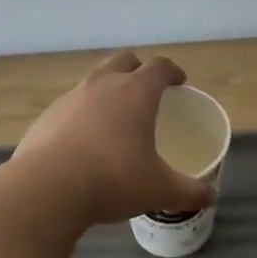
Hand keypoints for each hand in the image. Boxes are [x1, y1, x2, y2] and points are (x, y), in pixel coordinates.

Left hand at [15, 51, 214, 225]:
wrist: (46, 189)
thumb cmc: (113, 180)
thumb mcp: (159, 190)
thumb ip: (188, 191)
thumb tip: (210, 197)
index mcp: (136, 93)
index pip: (158, 67)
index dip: (172, 71)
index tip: (179, 81)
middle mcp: (103, 85)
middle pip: (124, 60)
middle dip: (138, 68)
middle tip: (148, 88)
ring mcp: (70, 98)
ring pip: (94, 80)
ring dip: (108, 89)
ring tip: (115, 115)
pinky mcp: (46, 117)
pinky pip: (71, 105)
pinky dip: (83, 114)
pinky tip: (84, 140)